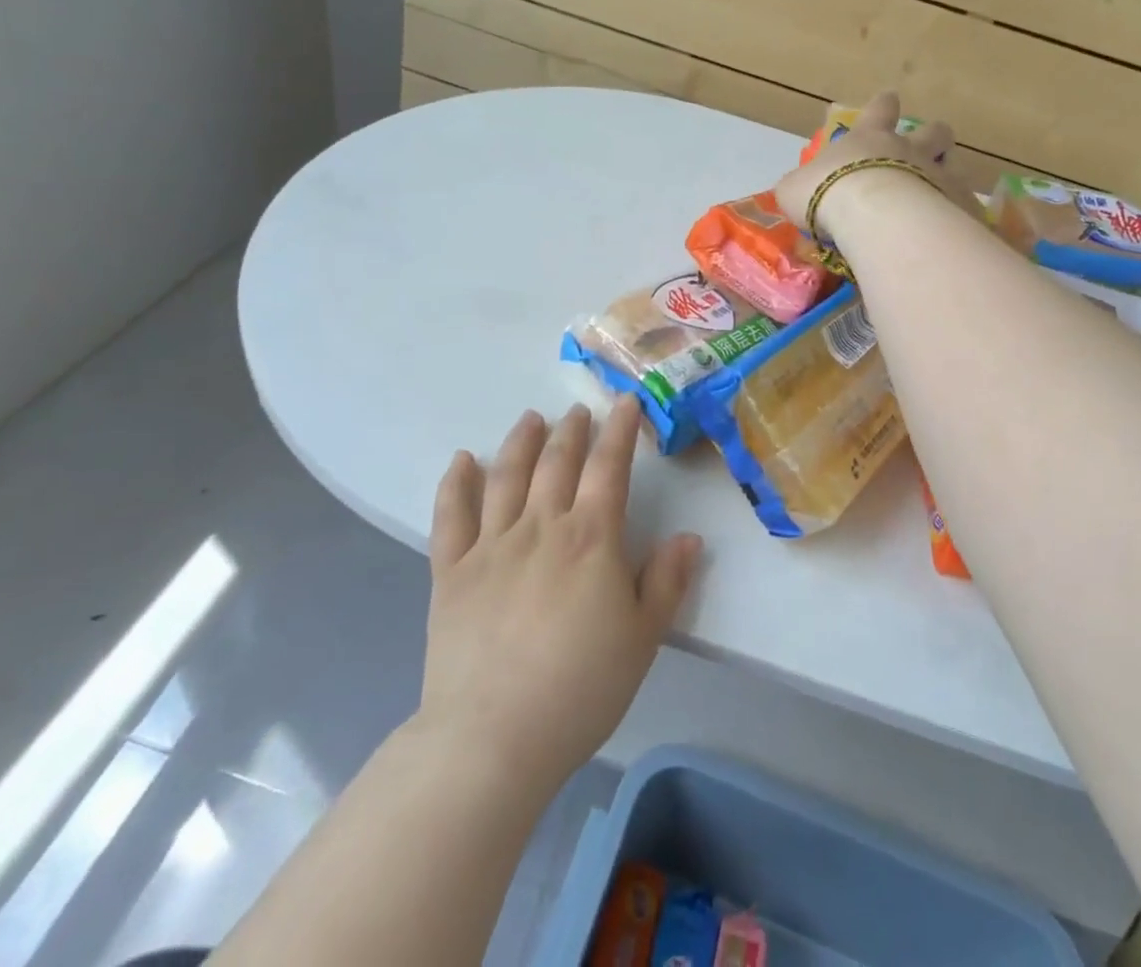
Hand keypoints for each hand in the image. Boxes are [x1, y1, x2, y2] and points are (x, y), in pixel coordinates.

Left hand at [419, 397, 702, 789]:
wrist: (494, 737)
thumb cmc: (580, 688)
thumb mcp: (642, 639)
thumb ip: (666, 583)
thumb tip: (688, 538)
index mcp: (590, 539)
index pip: (608, 468)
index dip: (620, 431)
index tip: (625, 403)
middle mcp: (541, 527)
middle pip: (557, 463)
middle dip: (572, 430)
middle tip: (578, 411)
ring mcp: (491, 546)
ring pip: (507, 477)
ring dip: (521, 442)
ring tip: (531, 419)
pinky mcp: (452, 571)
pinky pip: (452, 515)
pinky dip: (456, 482)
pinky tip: (462, 460)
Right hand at [775, 92, 962, 239]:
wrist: (873, 217)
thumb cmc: (826, 194)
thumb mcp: (794, 190)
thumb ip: (800, 186)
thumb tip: (797, 191)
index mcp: (869, 138)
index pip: (880, 108)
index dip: (883, 106)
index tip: (887, 104)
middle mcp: (908, 148)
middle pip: (933, 129)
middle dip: (931, 136)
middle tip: (922, 154)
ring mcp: (938, 172)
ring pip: (955, 160)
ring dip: (948, 170)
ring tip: (939, 191)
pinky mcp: (959, 202)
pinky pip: (964, 201)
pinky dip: (957, 210)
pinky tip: (949, 229)